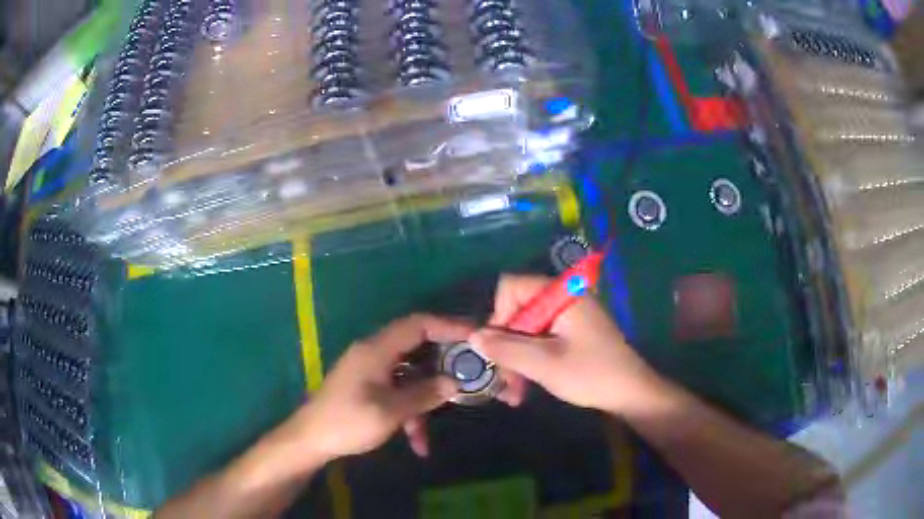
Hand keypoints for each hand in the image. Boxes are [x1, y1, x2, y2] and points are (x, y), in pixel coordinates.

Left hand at [275, 315, 469, 464]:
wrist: (310, 440)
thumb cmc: (348, 422)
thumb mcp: (390, 411)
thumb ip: (424, 394)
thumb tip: (455, 382)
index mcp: (377, 349)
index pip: (418, 324)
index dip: (448, 325)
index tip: (475, 336)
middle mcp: (375, 353)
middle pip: (417, 348)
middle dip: (444, 365)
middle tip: (470, 375)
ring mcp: (371, 371)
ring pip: (410, 377)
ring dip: (424, 401)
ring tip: (433, 431)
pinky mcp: (368, 387)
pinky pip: (397, 392)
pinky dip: (409, 413)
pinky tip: (417, 443)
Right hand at [470, 275, 658, 415]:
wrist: (630, 393)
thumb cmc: (590, 374)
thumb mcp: (544, 364)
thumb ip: (506, 348)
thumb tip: (473, 336)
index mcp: (561, 293)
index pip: (512, 287)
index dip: (498, 315)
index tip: (498, 348)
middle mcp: (563, 297)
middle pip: (517, 310)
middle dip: (505, 346)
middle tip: (503, 382)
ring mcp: (568, 316)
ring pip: (525, 329)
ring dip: (515, 359)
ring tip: (513, 394)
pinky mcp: (571, 333)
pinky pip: (539, 339)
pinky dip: (529, 360)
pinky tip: (524, 388)